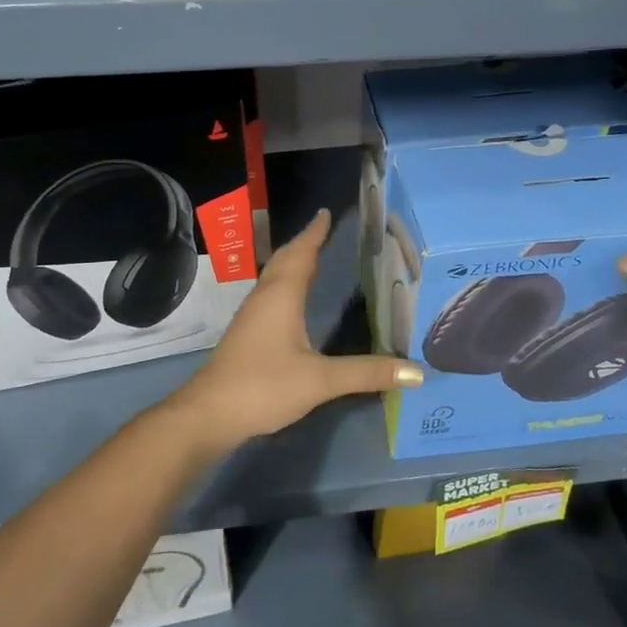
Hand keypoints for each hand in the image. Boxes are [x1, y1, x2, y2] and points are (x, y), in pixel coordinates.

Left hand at [165, 209, 422, 456]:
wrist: (210, 413)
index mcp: (282, 295)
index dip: (314, 233)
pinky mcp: (248, 333)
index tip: (326, 212)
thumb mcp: (320, 380)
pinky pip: (271, 293)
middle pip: (285, 259)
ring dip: (293, 262)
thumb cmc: (264, 385)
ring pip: (275, 276)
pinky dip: (287, 283)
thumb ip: (366, 373)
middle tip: (325, 229)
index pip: (301, 253)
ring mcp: (252, 315)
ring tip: (314, 256)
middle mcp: (265, 296)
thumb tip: (416, 372)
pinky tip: (294, 299)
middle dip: (304, 243)